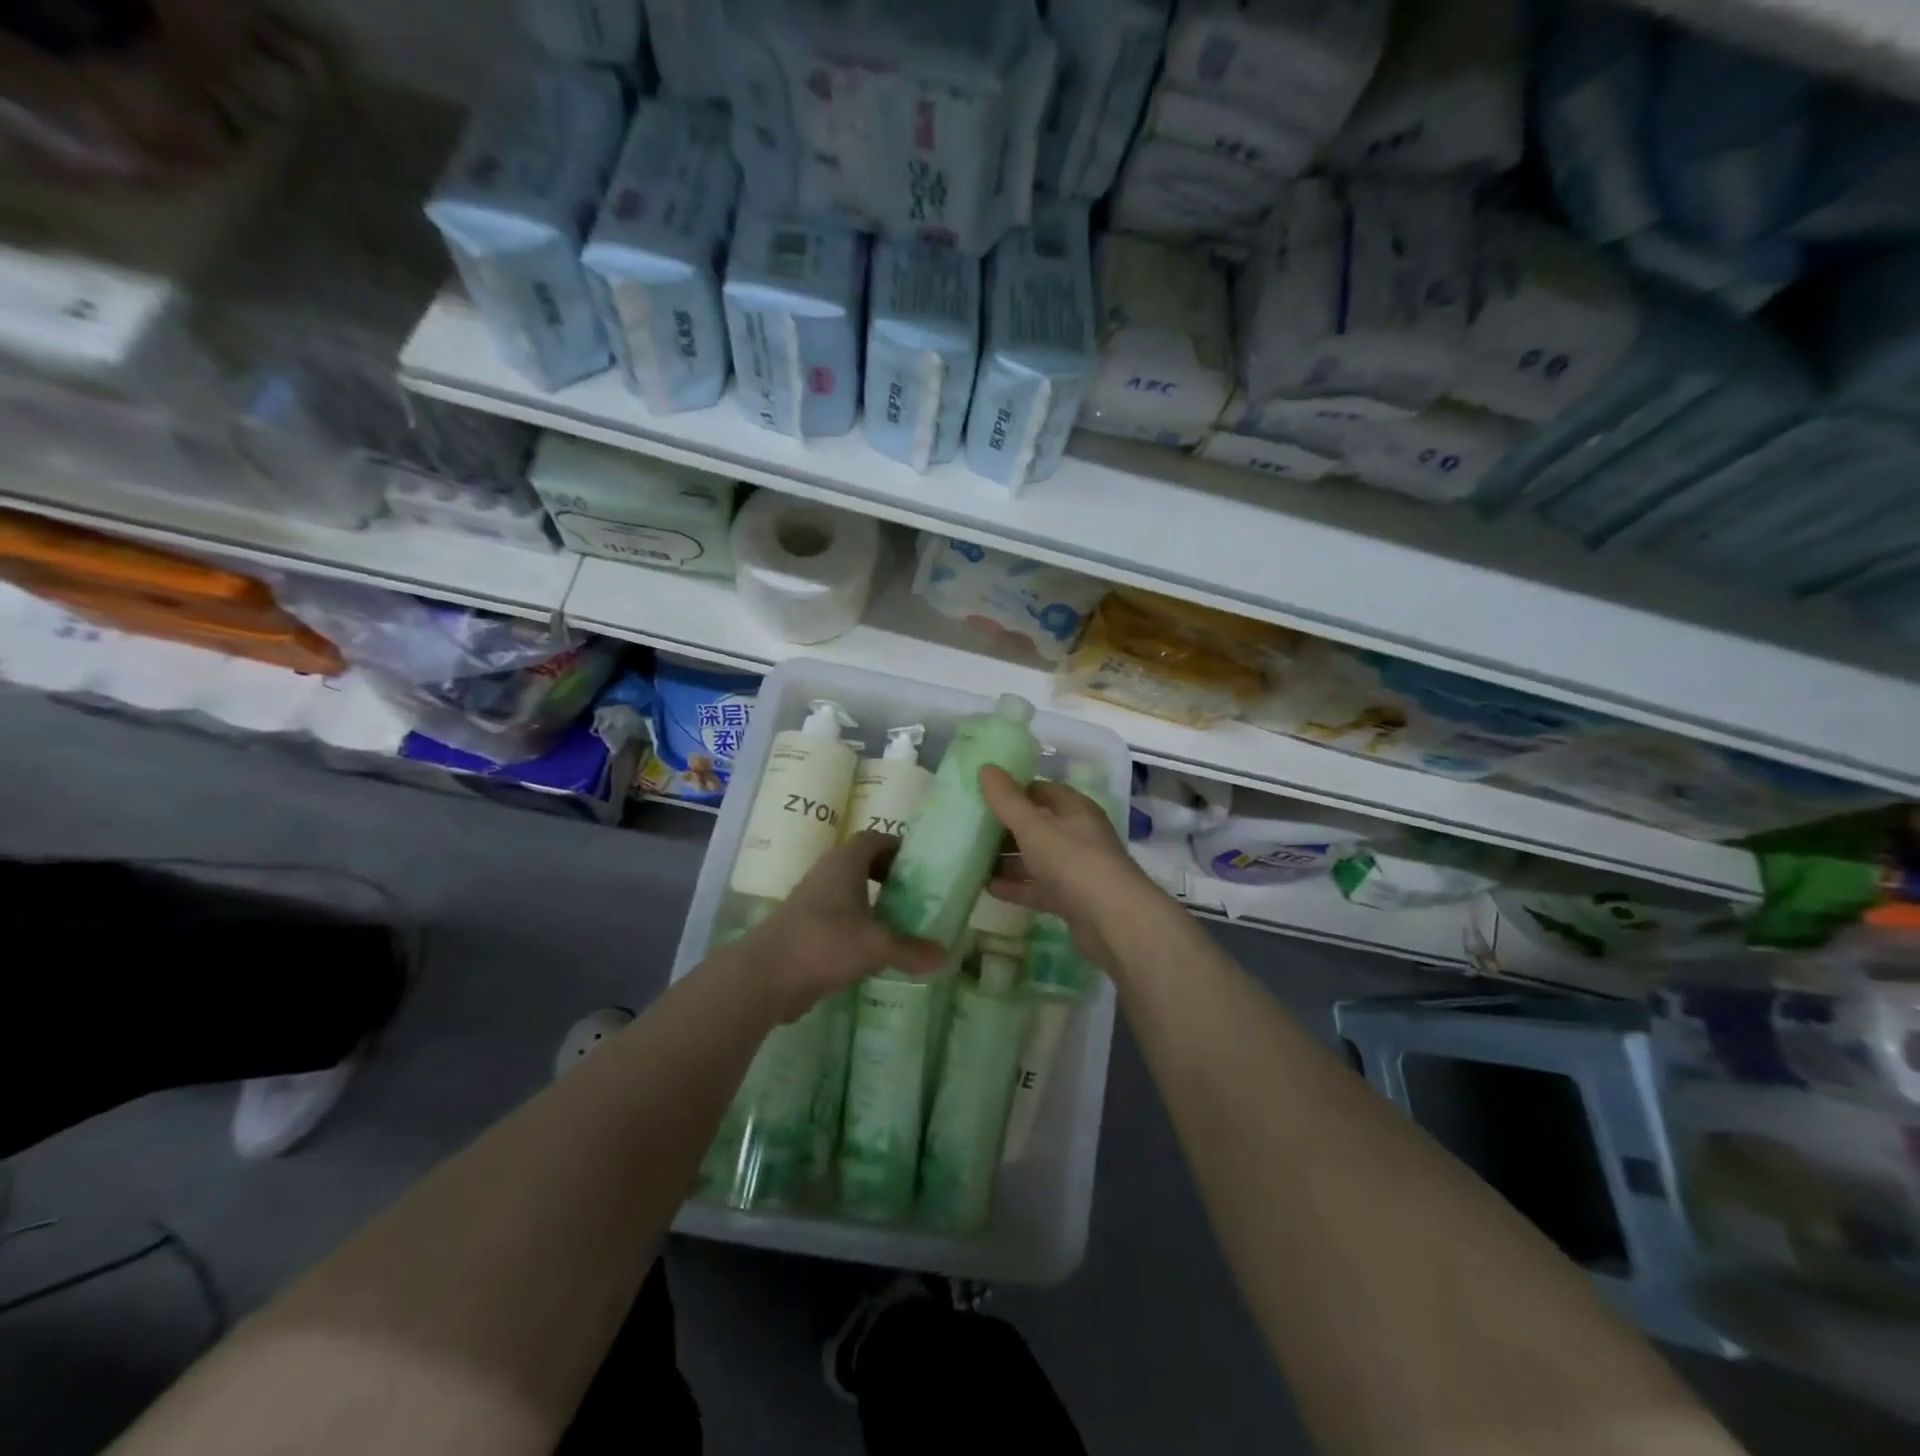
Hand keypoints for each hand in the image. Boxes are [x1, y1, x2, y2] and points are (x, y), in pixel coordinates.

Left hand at [733, 830, 945, 1022]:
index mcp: (844, 863)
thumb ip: (910, 949)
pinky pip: (839, 917)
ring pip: (850, 892)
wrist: (764, 976)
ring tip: (903, 922)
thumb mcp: (874, 945)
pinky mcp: (806, 927)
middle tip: (917, 895)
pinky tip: (876, 948)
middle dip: (890, 876)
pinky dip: (859, 925)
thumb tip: (947, 957)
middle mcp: (828, 874)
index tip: (921, 865)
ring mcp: (813, 901)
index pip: (875, 839)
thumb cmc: (822, 943)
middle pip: (863, 863)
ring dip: (874, 903)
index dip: (898, 847)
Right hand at [978, 765, 1153, 968]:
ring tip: (972, 858)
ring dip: (1008, 859)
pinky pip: (1038, 887)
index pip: (1042, 791)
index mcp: (1075, 810)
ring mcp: (1076, 870)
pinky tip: (988, 888)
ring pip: (1037, 858)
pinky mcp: (1071, 900)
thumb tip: (986, 767)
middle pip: (1038, 825)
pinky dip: (1016, 886)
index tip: (983, 794)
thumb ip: (1007, 801)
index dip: (1014, 790)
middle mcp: (1078, 835)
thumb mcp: (1034, 827)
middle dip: (1006, 827)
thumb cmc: (1073, 861)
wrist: (1112, 920)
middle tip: (971, 827)